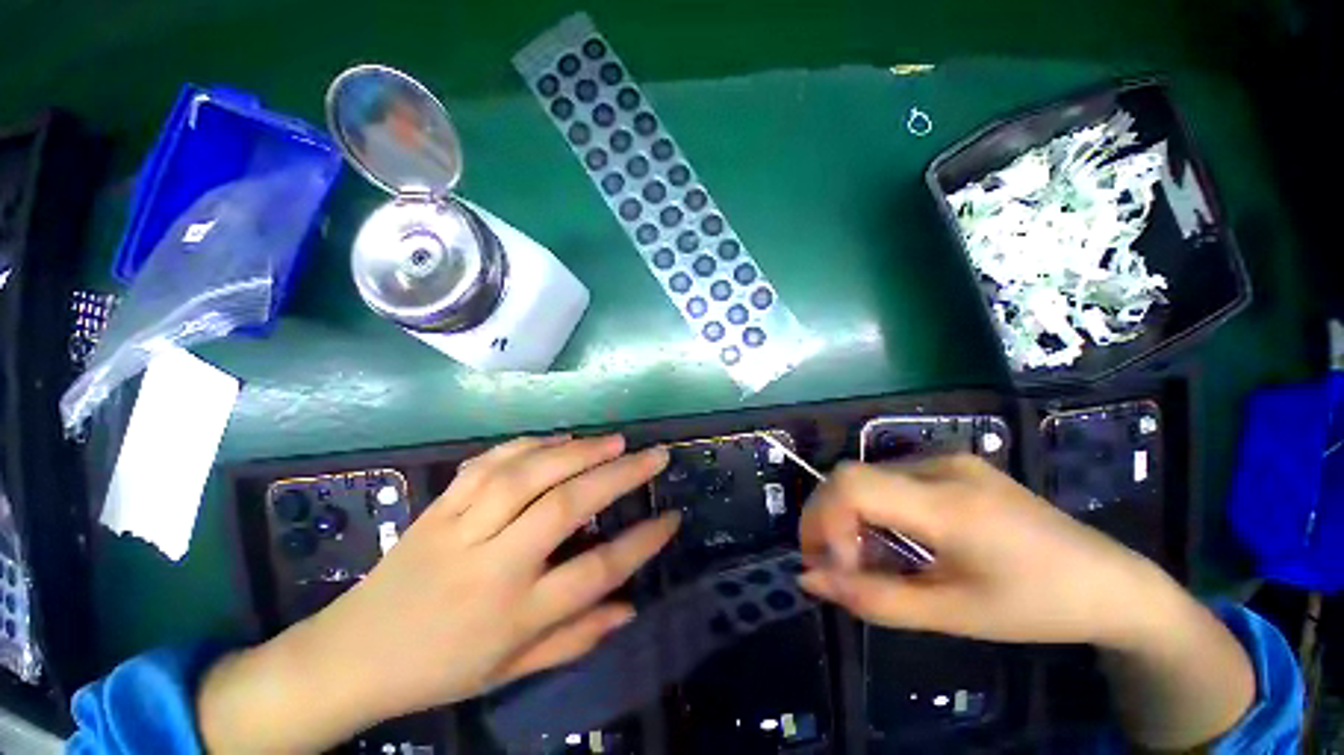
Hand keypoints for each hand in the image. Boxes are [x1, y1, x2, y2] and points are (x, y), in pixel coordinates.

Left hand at [199, 435, 678, 752]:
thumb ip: (575, 637)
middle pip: (567, 506)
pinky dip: (529, 444)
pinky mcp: (439, 506)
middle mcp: (493, 564)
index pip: (595, 572)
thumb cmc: (439, 670)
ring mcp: (461, 528)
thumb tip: (631, 607)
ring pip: (528, 474)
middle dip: (620, 476)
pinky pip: (490, 463)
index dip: (642, 543)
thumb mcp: (511, 669)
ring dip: (578, 450)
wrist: (350, 656)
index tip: (672, 516)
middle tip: (653, 455)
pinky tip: (558, 438)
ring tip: (615, 440)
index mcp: (513, 614)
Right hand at [798, 455, 1256, 750]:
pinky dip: (872, 507)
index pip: (853, 486)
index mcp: (949, 504)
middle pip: (849, 476)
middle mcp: (941, 466)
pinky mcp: (953, 463)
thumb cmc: (1035, 608)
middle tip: (831, 564)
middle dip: (826, 519)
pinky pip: (889, 477)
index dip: (824, 522)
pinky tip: (891, 538)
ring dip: (847, 514)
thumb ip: (872, 598)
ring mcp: (948, 458)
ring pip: (865, 475)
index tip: (830, 568)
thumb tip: (809, 580)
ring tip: (862, 557)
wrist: (1110, 581)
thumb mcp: (951, 615)